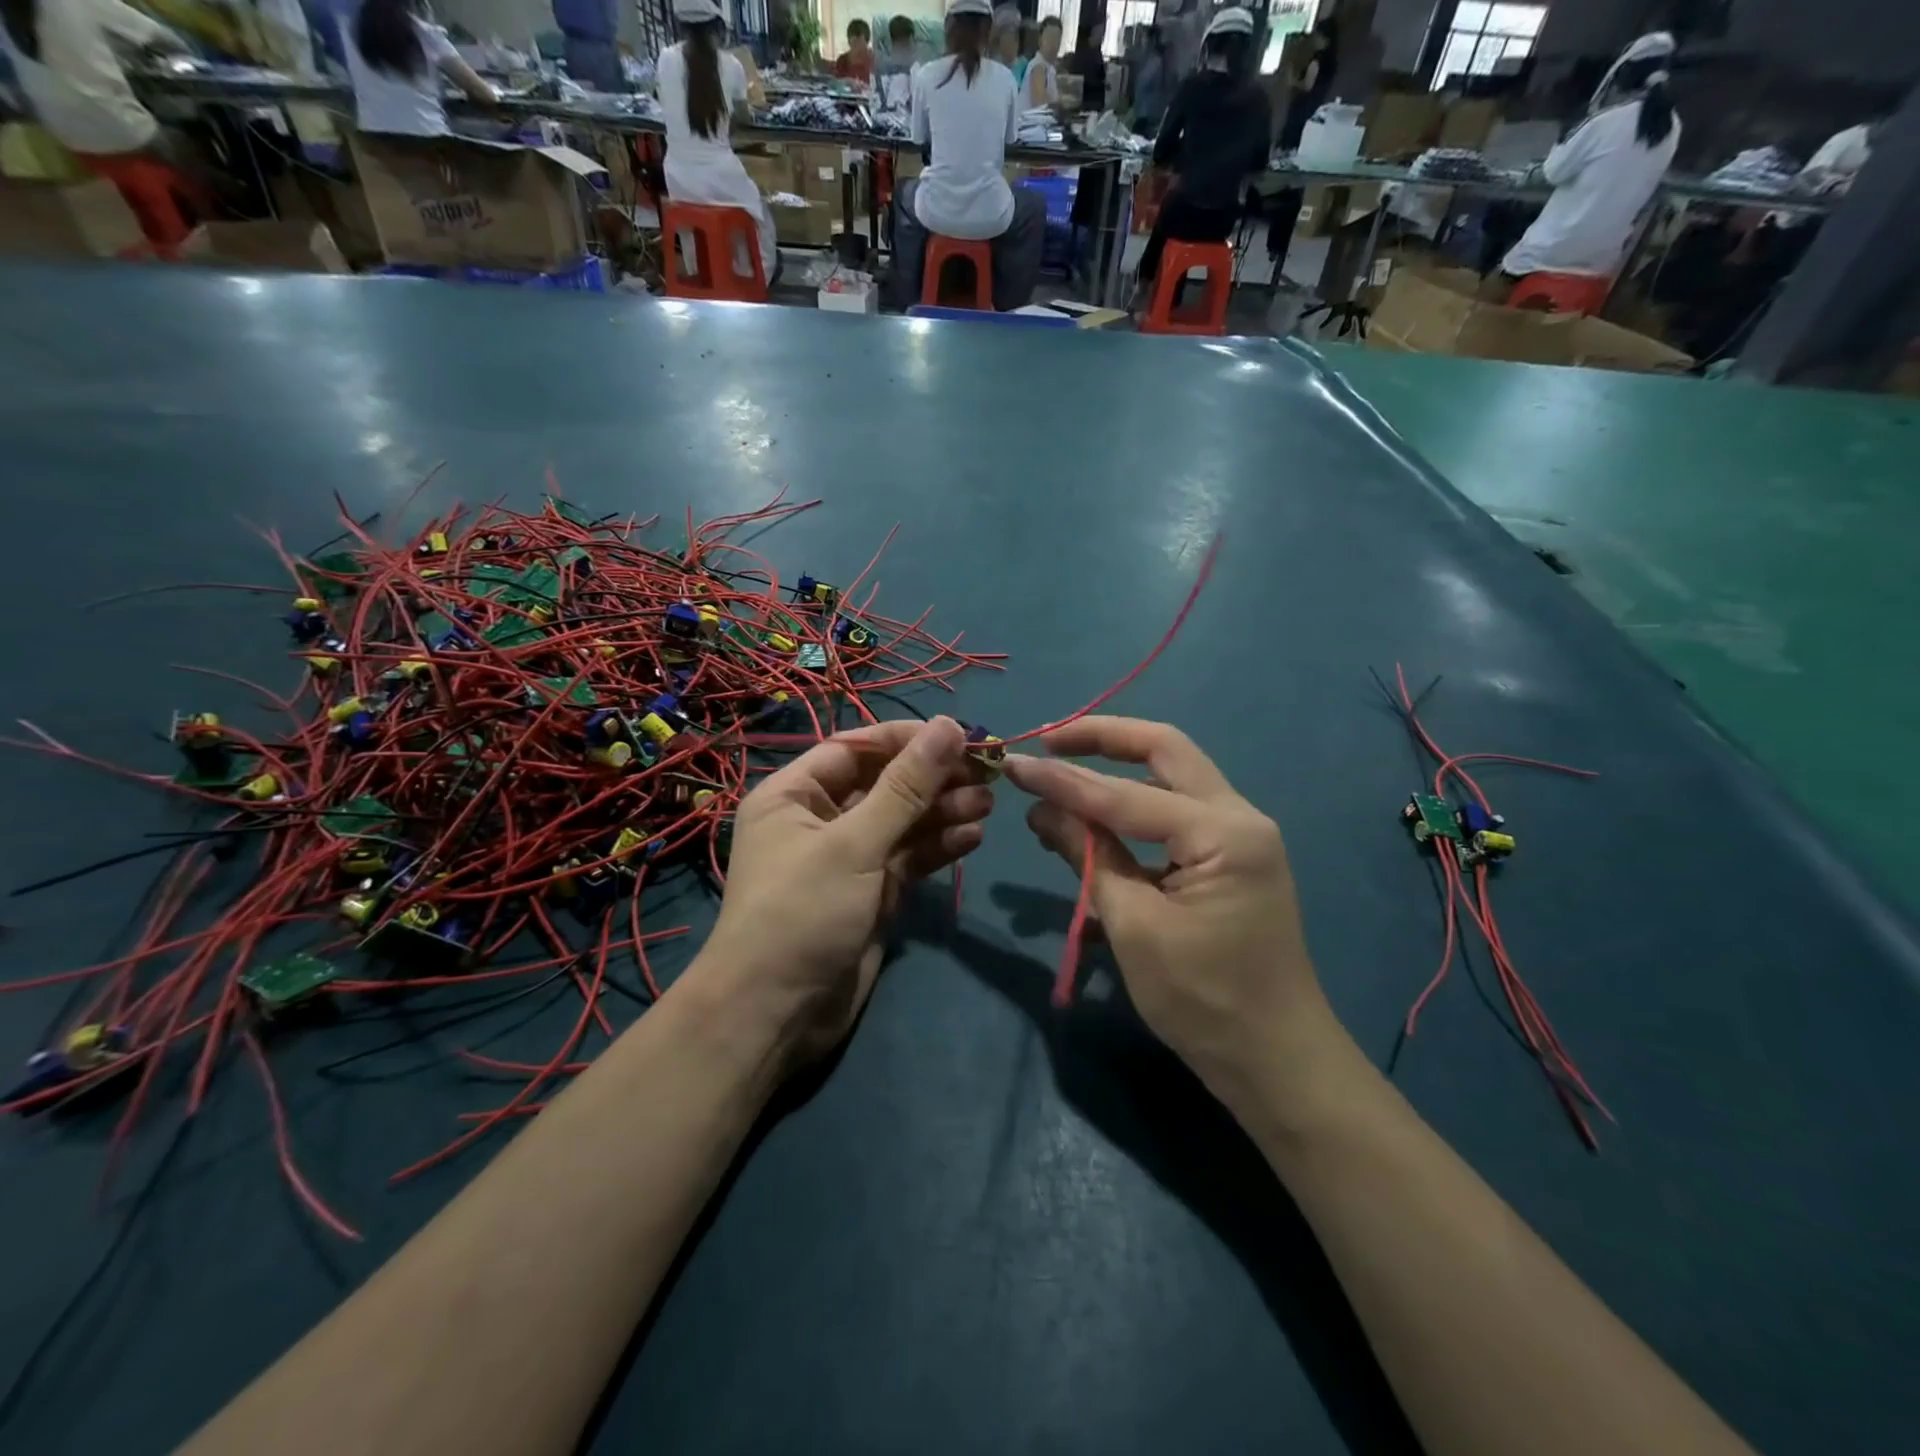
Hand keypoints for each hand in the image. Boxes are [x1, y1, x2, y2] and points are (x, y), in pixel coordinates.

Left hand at [696, 717, 989, 1068]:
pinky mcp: (872, 893)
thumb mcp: (853, 844)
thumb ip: (905, 787)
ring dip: (943, 810)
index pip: (856, 749)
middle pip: (885, 784)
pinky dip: (939, 847)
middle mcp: (821, 820)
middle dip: (933, 777)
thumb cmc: (802, 913)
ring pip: (902, 821)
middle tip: (986, 772)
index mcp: (795, 795)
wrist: (777, 1014)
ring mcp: (849, 858)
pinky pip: (909, 858)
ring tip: (988, 803)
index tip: (959, 735)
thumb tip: (948, 726)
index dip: (906, 739)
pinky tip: (974, 836)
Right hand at [1004, 717, 1344, 1108]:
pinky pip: (1178, 813)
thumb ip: (1088, 856)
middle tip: (1050, 741)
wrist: (1276, 1061)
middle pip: (1166, 751)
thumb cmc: (1202, 1001)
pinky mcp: (1232, 857)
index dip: (1063, 781)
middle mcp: (1240, 817)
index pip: (1125, 795)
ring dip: (1120, 768)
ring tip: (1063, 774)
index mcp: (1223, 833)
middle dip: (1105, 739)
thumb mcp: (1133, 926)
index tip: (1015, 764)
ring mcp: (1241, 835)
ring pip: (1173, 777)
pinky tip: (1099, 820)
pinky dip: (1136, 806)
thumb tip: (1040, 808)